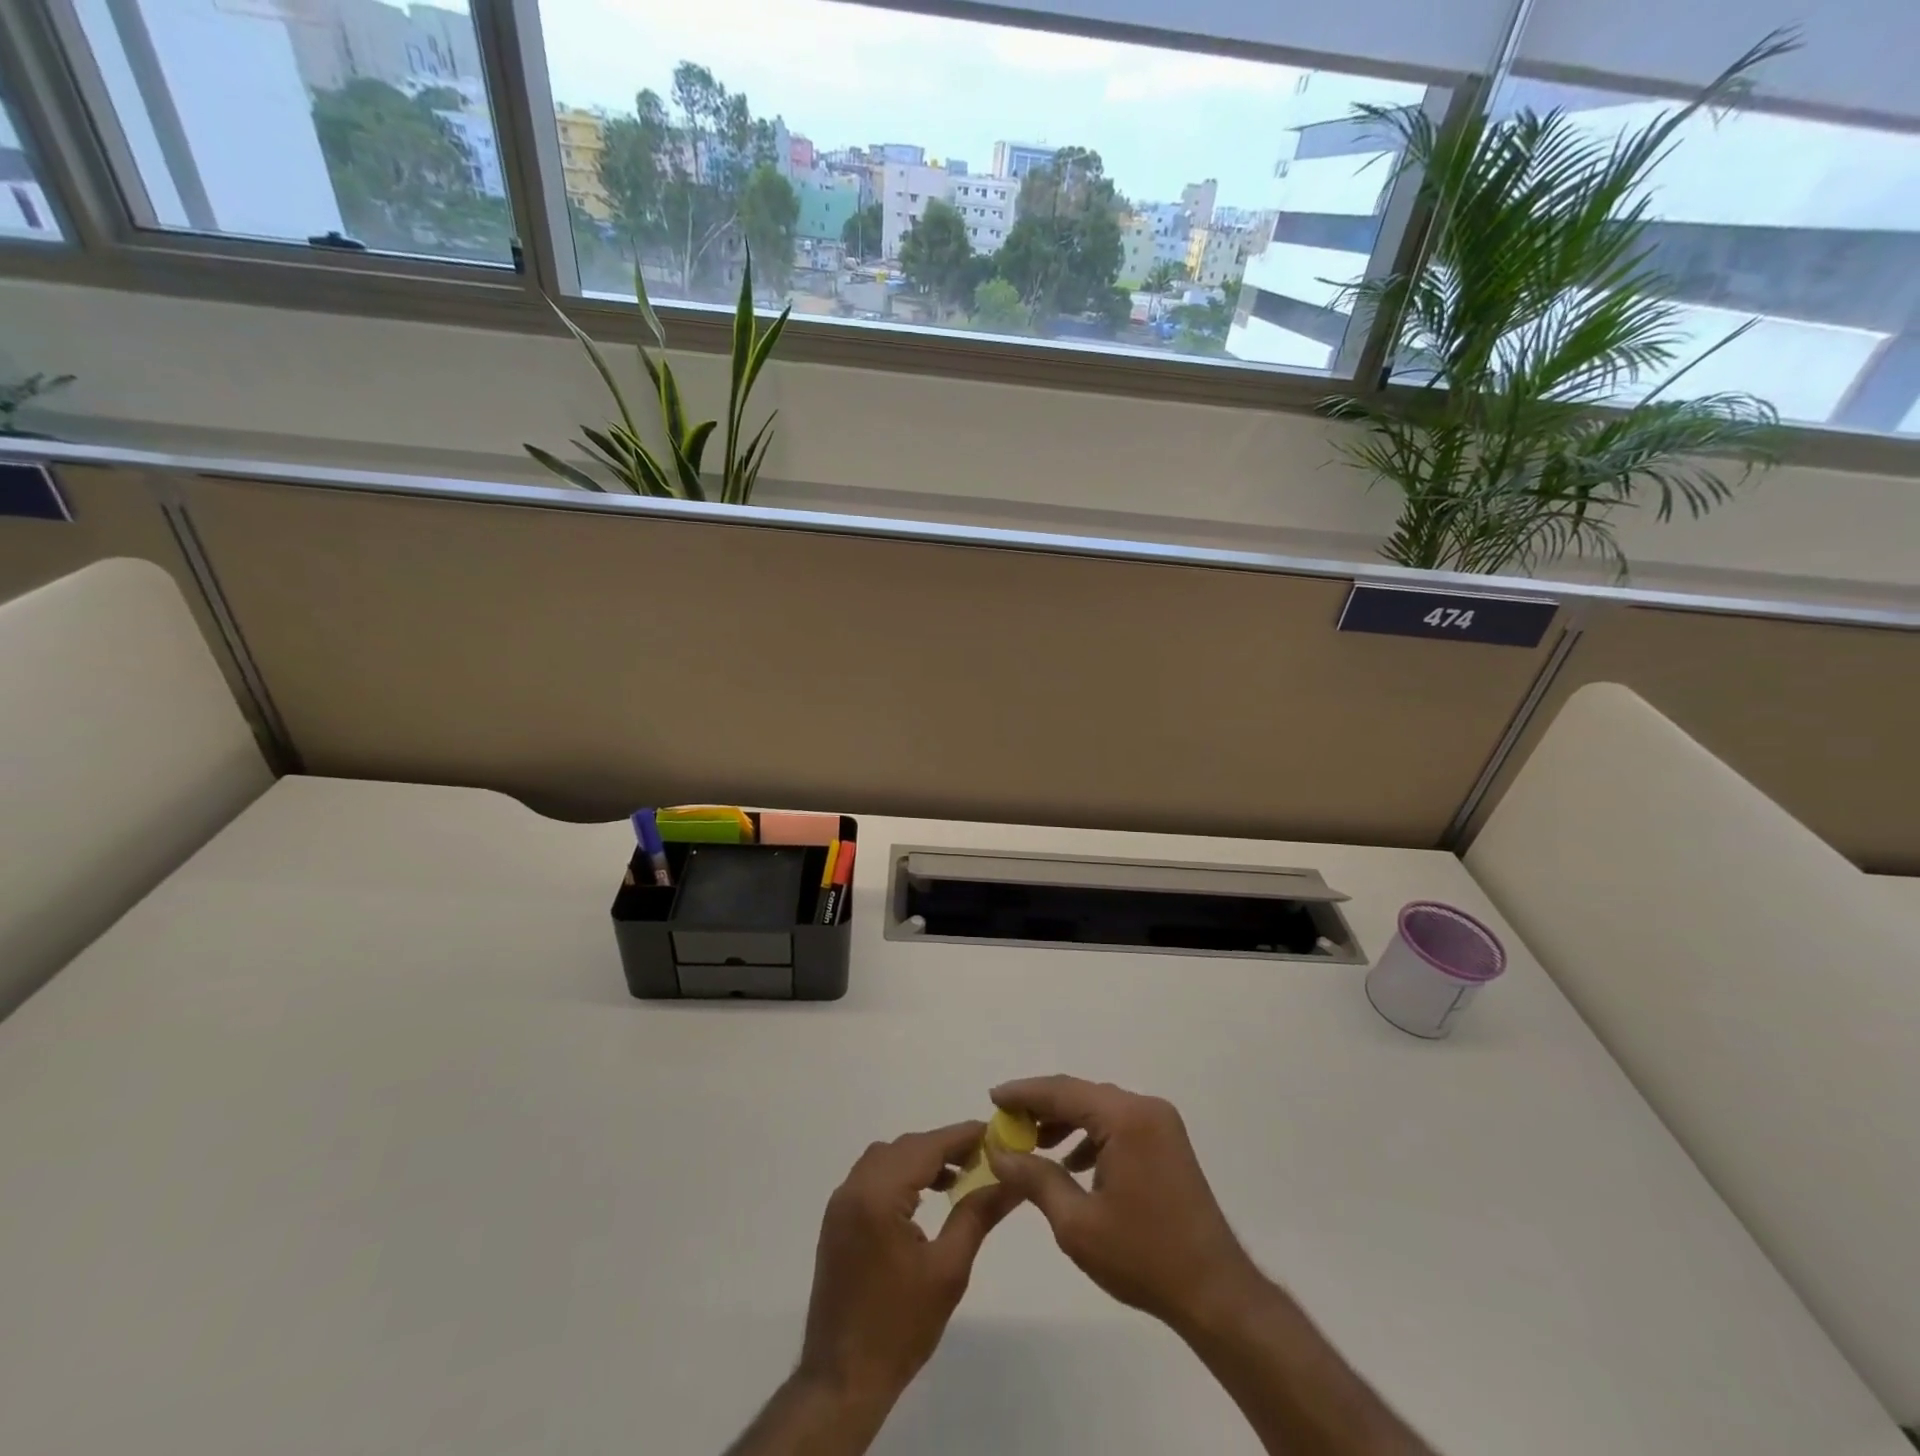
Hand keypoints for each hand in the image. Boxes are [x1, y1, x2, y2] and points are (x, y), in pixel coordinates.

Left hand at [798, 1122, 1021, 1405]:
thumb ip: (977, 1215)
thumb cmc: (900, 1327)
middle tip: (982, 1157)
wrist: (842, 1380)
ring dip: (920, 1159)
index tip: (994, 1131)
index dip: (961, 1136)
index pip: (926, 1147)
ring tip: (958, 1177)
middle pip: (905, 1148)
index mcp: (878, 1195)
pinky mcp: (837, 1221)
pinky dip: (900, 1176)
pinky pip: (871, 1178)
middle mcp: (854, 1188)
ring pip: (886, 1159)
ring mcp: (840, 1204)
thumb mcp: (948, 1270)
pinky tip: (924, 1198)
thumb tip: (1012, 1182)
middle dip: (943, 1147)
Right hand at [987, 1076, 1256, 1334]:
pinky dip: (1090, 1136)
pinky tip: (1072, 1163)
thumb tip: (998, 1152)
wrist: (1214, 1293)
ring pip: (1099, 1109)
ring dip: (1065, 1122)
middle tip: (1006, 1123)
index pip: (1063, 1091)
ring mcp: (1160, 1124)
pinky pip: (1118, 1125)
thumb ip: (1035, 1178)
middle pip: (1081, 1095)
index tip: (993, 1098)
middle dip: (1042, 1108)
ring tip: (1032, 1144)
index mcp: (1126, 1117)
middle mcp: (1145, 1108)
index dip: (1024, 1093)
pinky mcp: (1166, 1143)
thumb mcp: (1076, 1222)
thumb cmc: (1143, 1257)